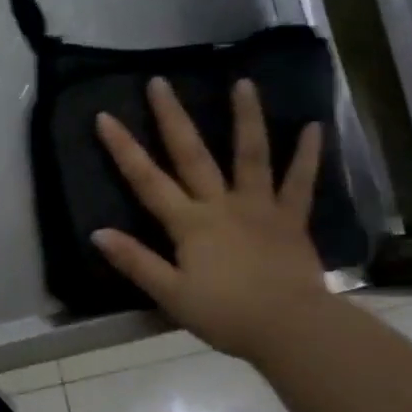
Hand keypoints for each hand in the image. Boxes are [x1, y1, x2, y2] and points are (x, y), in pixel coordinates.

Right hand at [92, 78, 327, 362]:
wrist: (290, 329)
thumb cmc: (225, 315)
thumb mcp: (170, 294)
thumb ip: (136, 262)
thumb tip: (98, 233)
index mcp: (189, 223)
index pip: (147, 180)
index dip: (124, 148)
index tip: (105, 116)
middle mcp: (221, 204)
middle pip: (192, 155)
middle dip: (172, 117)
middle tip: (160, 82)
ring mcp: (259, 207)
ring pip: (250, 156)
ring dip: (246, 118)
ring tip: (243, 83)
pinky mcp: (291, 219)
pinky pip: (300, 183)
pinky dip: (308, 155)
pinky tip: (313, 127)